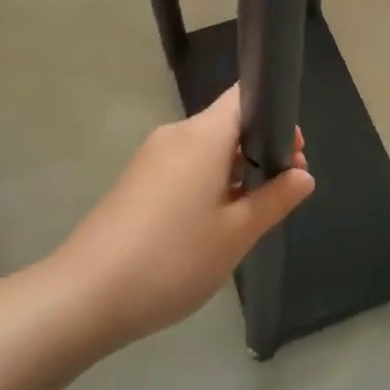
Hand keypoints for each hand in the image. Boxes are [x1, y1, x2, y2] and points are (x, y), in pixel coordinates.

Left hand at [51, 87, 313, 346]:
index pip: (244, 96)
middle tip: (281, 192)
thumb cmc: (172, 259)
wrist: (85, 293)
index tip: (293, 153)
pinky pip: (184, 166)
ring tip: (249, 217)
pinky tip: (211, 225)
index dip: (275, 115)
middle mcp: (176, 133)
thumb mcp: (236, 235)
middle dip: (259, 149)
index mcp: (203, 134)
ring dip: (233, 170)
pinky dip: (206, 182)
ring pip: (206, 148)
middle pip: (227, 124)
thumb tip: (303, 175)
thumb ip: (274, 200)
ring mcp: (152, 156)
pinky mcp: (136, 179)